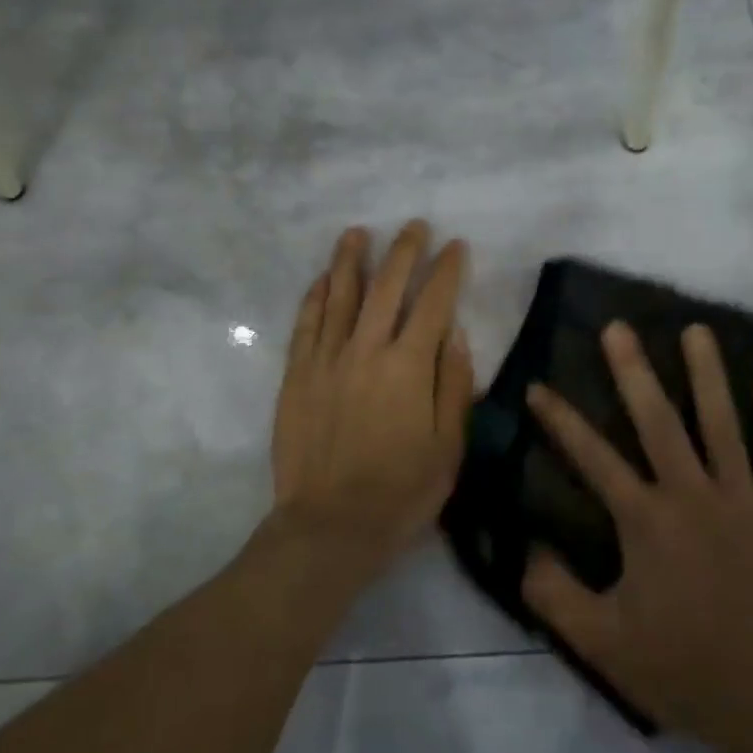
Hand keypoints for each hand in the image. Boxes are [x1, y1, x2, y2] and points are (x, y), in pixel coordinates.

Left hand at [268, 222, 473, 588]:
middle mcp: (365, 350)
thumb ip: (453, 385)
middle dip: (404, 251)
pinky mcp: (296, 376)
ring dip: (351, 260)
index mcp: (409, 366)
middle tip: (414, 226)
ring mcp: (325, 360)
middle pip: (386, 287)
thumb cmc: (402, 492)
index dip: (447, 270)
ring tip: (359, 232)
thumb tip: (454, 333)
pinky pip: (305, 324)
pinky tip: (321, 279)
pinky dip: (314, 297)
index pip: (433, 303)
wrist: (331, 525)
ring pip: (339, 295)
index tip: (456, 246)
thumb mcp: (449, 446)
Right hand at [521, 321, 752, 752]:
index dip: (560, 420)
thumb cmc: (681, 668)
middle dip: (633, 371)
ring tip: (695, 329)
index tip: (538, 386)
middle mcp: (694, 495)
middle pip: (659, 421)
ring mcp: (747, 500)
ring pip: (724, 423)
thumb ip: (554, 592)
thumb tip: (524, 546)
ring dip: (707, 374)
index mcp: (647, 521)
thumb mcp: (600, 642)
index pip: (593, 457)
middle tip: (618, 327)